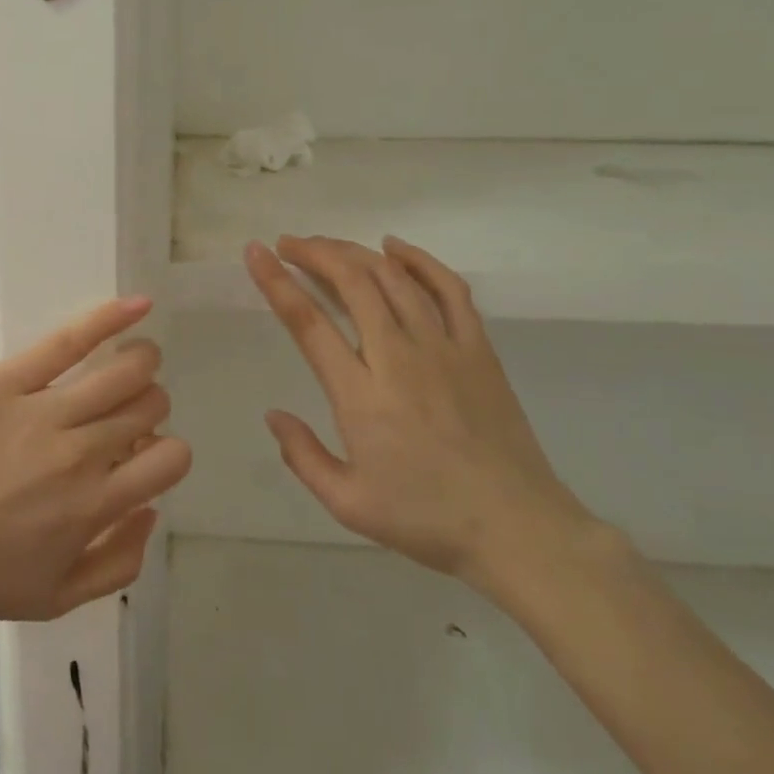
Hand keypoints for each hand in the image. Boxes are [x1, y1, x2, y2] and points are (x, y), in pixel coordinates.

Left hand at [0, 298, 190, 620]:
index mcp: (96, 506)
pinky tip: (137, 306)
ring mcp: (42, 412)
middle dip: (150, 407)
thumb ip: (120, 562)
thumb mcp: (58, 598)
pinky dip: (109, 319)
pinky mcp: (5, 382)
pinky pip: (67, 341)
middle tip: (124, 412)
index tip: (141, 455)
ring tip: (133, 361)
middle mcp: (81, 454)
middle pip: (148, 406)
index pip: (170, 459)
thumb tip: (151, 509)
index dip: (167, 453)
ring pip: (123, 371)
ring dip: (141, 363)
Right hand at [246, 235, 591, 591]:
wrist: (517, 528)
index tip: (255, 253)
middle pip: (352, 283)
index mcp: (360, 396)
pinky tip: (395, 248)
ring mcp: (443, 347)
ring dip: (354, 253)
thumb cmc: (426, 519)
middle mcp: (398, 358)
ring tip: (326, 246)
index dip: (277, 282)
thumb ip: (303, 456)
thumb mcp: (348, 503)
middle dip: (314, 253)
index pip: (309, 323)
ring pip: (393, 278)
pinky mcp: (478, 349)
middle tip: (288, 244)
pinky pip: (449, 289)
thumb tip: (273, 414)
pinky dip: (419, 260)